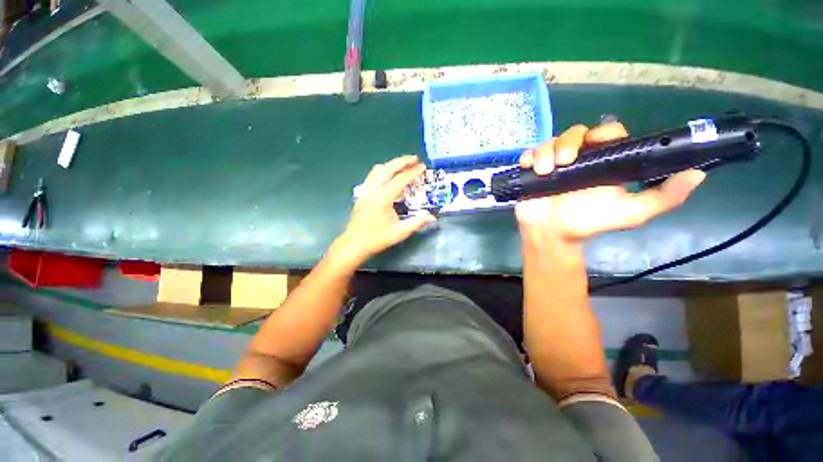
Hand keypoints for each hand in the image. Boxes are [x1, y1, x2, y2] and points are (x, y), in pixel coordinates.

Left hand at [333, 156, 435, 265]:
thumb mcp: (399, 232)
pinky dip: (383, 171)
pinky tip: (389, 176)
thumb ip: (416, 223)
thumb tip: (432, 217)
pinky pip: (372, 176)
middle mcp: (373, 190)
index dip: (413, 172)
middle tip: (415, 159)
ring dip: (392, 164)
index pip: (400, 180)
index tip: (422, 167)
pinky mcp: (362, 194)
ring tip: (404, 165)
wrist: (354, 244)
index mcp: (382, 198)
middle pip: (388, 168)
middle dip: (402, 161)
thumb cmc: (376, 239)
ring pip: (378, 170)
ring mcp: (366, 191)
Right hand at [516, 123, 706, 242]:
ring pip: (550, 142)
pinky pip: (530, 154)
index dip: (603, 132)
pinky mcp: (533, 170)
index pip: (608, 134)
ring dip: (546, 152)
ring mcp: (554, 163)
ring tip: (544, 171)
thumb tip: (697, 174)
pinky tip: (529, 167)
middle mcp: (579, 159)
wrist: (552, 235)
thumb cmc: (589, 223)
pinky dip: (528, 157)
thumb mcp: (631, 214)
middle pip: (574, 133)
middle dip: (567, 142)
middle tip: (564, 162)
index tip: (595, 142)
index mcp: (604, 162)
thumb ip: (663, 197)